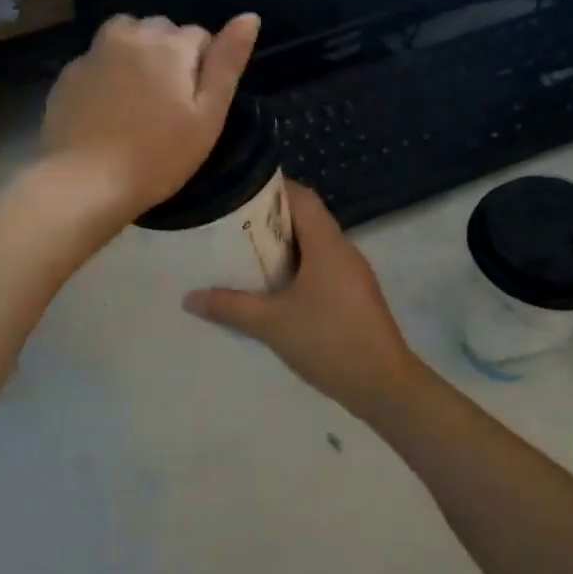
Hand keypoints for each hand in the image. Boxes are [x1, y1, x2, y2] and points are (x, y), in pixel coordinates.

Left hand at [41, 12, 259, 219]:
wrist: (84, 183)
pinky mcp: (68, 75)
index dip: (202, 69)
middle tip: (167, 107)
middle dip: (169, 57)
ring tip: (138, 101)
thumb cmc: (158, 156)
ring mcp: (93, 53)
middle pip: (160, 32)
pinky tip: (108, 113)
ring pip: (126, 39)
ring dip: (136, 57)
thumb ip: (227, 63)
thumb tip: (250, 16)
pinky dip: (107, 76)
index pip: (199, 36)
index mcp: (169, 44)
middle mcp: (129, 35)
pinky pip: (98, 62)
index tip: (194, 105)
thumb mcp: (208, 116)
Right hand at [184, 182, 424, 413]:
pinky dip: (298, 269)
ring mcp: (353, 274)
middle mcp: (344, 250)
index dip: (272, 189)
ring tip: (246, 257)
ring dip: (284, 247)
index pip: (302, 197)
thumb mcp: (271, 324)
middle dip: (270, 221)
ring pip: (315, 245)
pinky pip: (323, 267)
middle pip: (307, 219)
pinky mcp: (355, 295)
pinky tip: (275, 290)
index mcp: (328, 244)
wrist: (383, 385)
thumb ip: (230, 307)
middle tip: (232, 228)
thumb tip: (190, 298)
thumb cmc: (328, 341)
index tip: (238, 194)